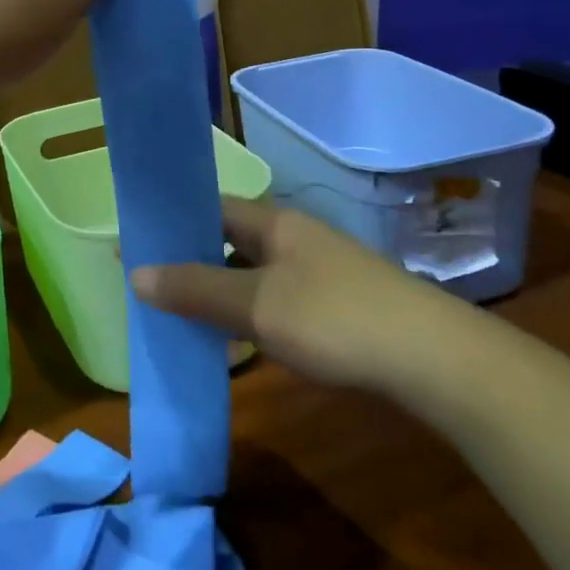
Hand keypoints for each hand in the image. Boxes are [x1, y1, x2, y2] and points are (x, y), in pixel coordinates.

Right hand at [131, 195, 474, 397]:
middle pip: (230, 239)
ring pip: (253, 272)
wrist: (435, 361)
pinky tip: (235, 336)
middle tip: (148, 279)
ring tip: (179, 310)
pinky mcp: (337, 307)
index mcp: (275, 223)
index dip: (172, 220)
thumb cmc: (336, 318)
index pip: (212, 207)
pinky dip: (247, 311)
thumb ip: (196, 289)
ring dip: (218, 287)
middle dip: (191, 257)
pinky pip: (275, 298)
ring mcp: (319, 272)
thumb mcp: (257, 304)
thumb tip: (135, 272)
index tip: (135, 238)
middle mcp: (295, 238)